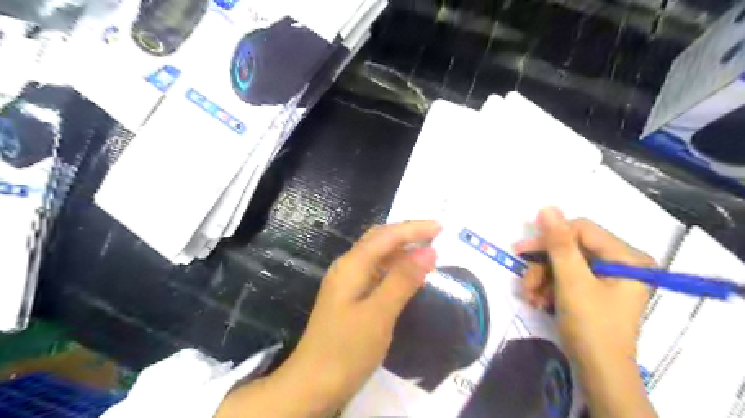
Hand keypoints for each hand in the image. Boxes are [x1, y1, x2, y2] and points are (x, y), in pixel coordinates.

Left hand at [272, 222, 437, 414]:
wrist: (312, 384)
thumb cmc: (346, 349)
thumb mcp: (379, 314)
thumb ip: (403, 280)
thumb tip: (428, 251)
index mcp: (352, 265)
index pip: (387, 236)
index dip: (414, 229)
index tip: (441, 227)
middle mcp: (348, 267)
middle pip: (379, 240)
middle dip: (407, 234)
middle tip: (435, 236)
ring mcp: (347, 283)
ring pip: (377, 256)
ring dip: (402, 250)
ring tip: (427, 253)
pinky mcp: (350, 298)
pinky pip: (376, 273)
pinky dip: (394, 269)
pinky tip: (407, 276)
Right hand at [512, 208, 653, 364]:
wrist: (599, 373)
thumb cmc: (591, 327)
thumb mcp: (572, 282)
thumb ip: (559, 244)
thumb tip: (547, 208)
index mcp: (626, 257)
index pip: (581, 230)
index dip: (549, 238)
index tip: (522, 251)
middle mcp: (620, 262)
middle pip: (570, 248)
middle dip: (543, 267)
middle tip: (525, 283)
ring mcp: (607, 277)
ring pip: (563, 264)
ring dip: (542, 279)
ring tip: (531, 298)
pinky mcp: (594, 289)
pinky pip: (566, 277)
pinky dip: (549, 288)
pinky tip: (539, 302)